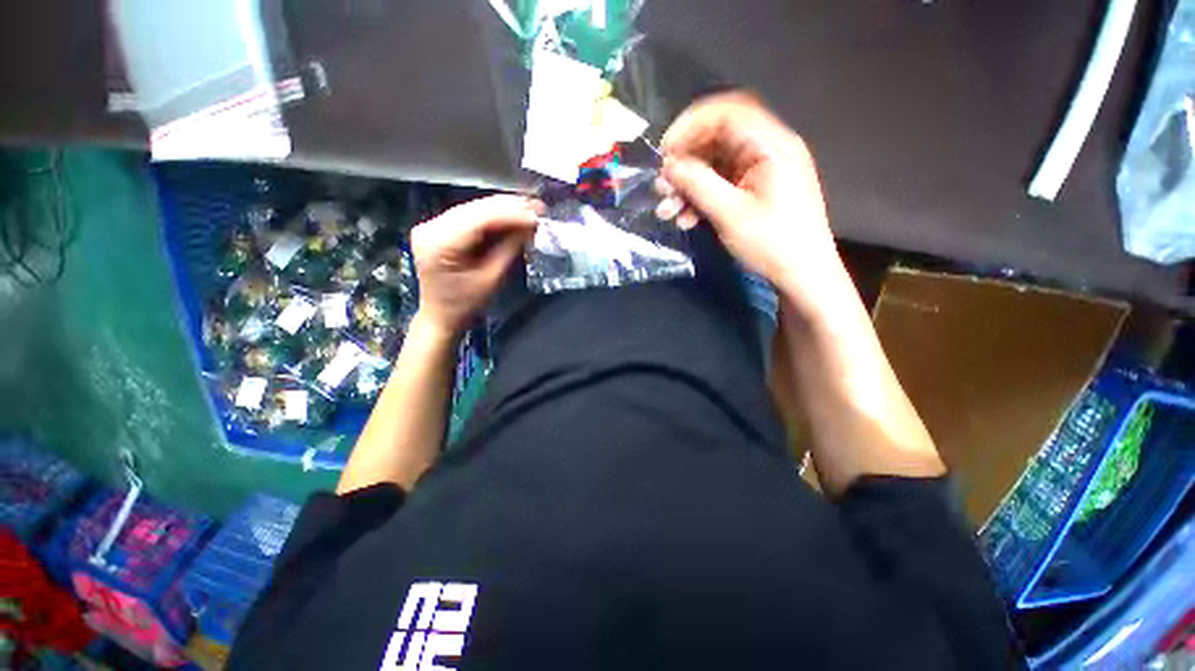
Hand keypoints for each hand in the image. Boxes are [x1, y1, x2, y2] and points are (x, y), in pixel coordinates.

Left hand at [410, 195, 541, 336]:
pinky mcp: (439, 227)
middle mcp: (431, 227)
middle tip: (539, 208)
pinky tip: (514, 215)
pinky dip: (494, 216)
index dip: (511, 214)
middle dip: (510, 207)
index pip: (479, 219)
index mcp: (439, 243)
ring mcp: (433, 225)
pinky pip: (471, 215)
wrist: (442, 316)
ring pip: (475, 209)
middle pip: (476, 209)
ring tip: (531, 209)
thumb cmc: (466, 304)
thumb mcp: (492, 278)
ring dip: (505, 209)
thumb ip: (510, 248)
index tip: (538, 215)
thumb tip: (531, 225)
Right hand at [659, 92, 840, 307]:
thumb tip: (668, 166)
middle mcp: (766, 150)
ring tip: (667, 210)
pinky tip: (685, 220)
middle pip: (717, 141)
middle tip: (661, 187)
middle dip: (684, 164)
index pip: (727, 113)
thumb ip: (697, 184)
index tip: (665, 151)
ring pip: (714, 167)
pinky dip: (699, 199)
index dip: (691, 126)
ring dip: (687, 186)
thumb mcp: (730, 213)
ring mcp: (759, 172)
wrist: (801, 274)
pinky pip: (720, 185)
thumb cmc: (772, 242)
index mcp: (771, 145)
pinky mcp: (753, 191)